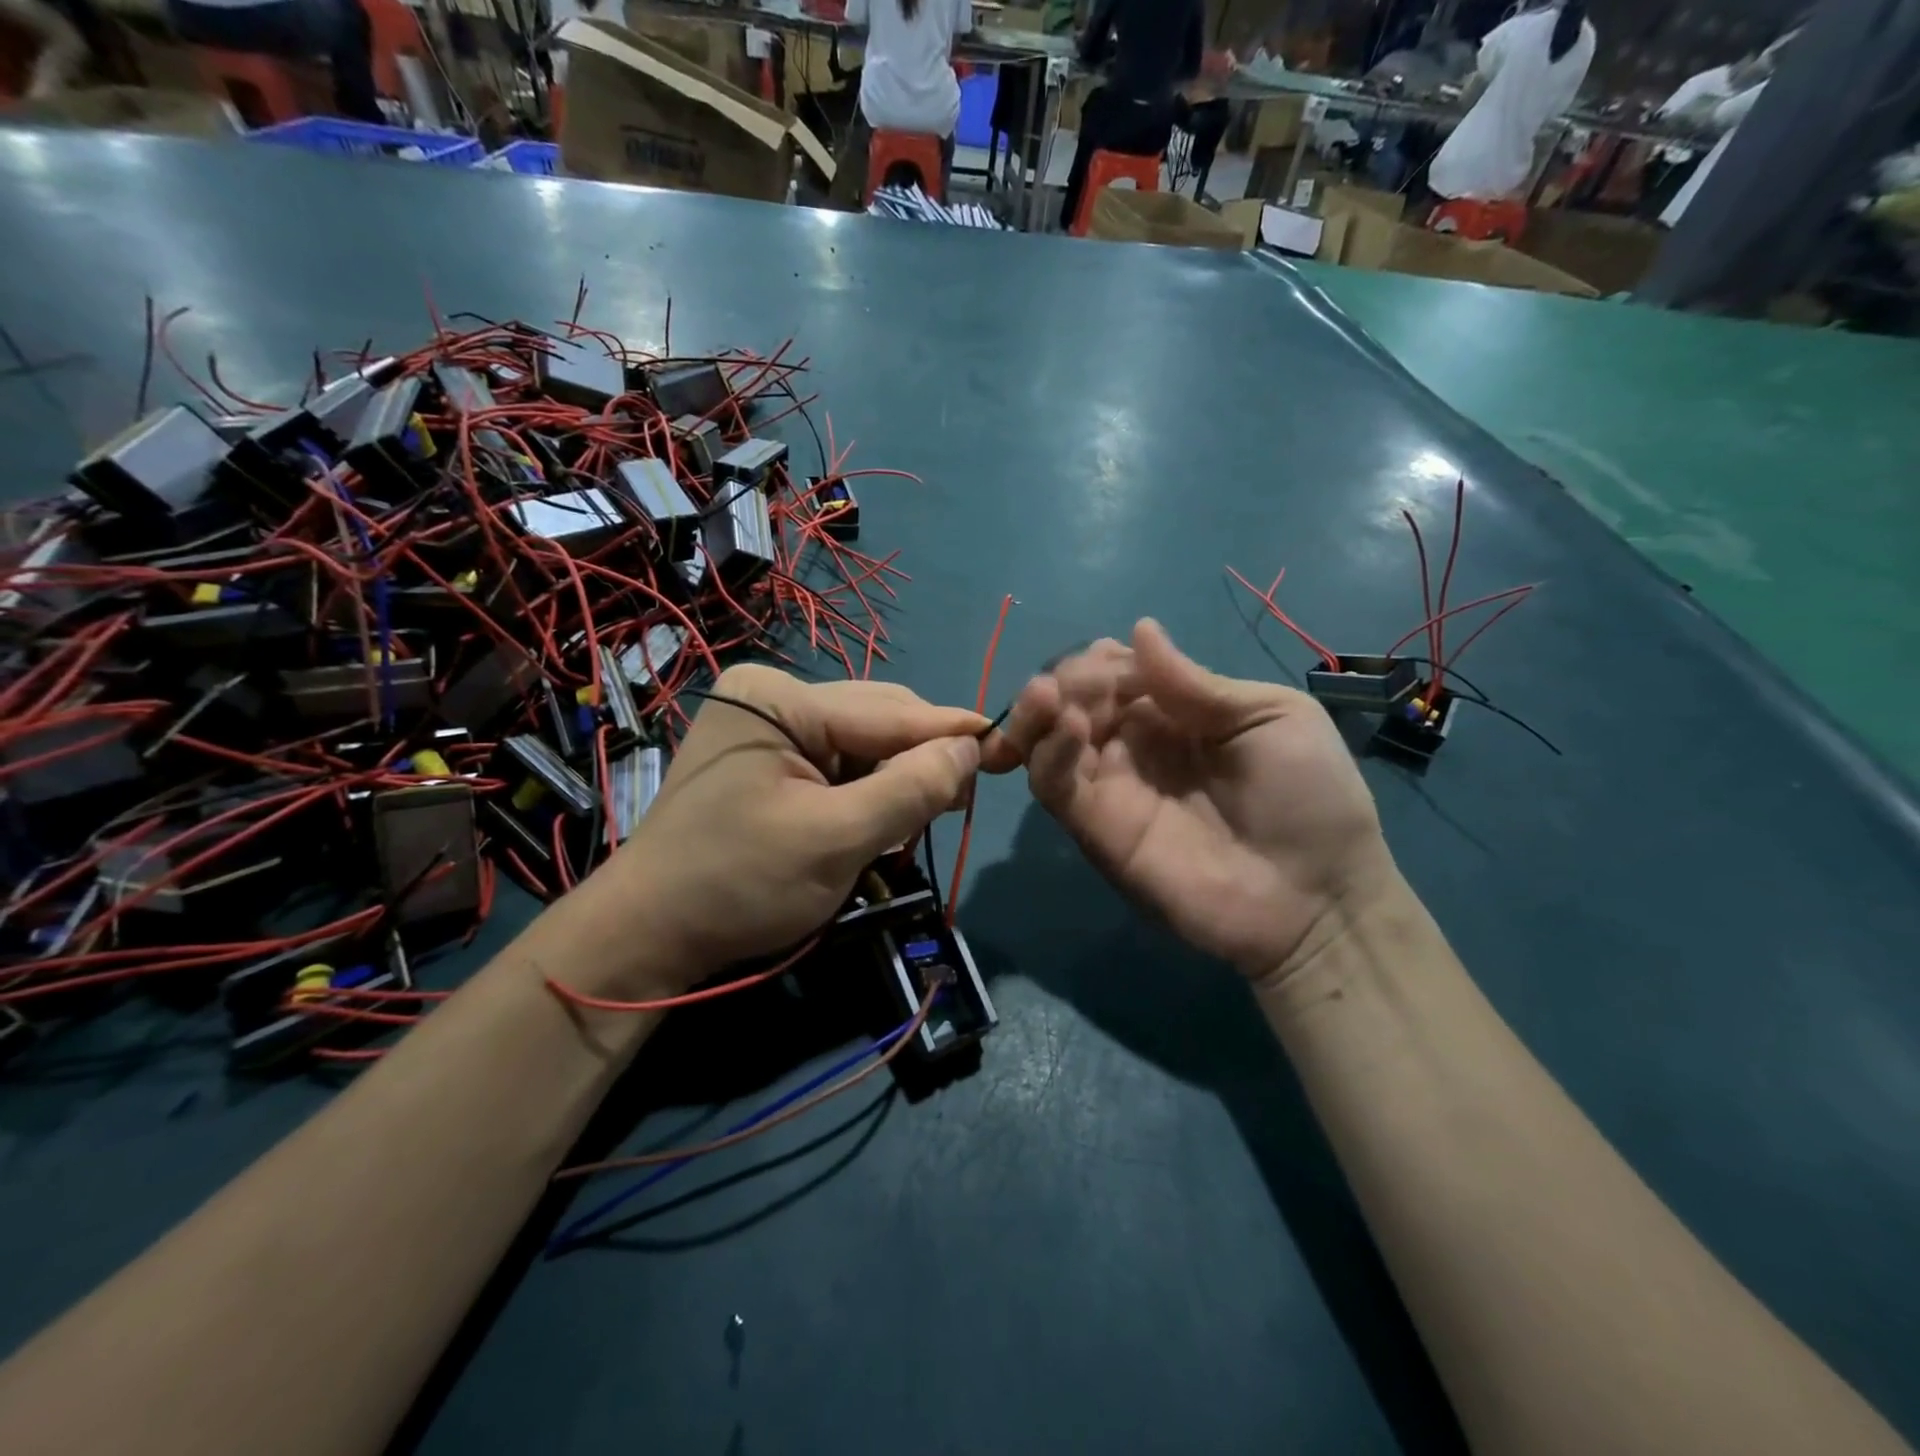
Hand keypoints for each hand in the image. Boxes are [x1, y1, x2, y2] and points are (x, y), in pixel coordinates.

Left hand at [598, 665, 985, 987]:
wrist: (647, 935)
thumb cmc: (738, 885)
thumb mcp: (836, 840)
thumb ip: (910, 790)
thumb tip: (971, 747)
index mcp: (779, 700)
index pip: (888, 712)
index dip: (951, 732)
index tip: (1008, 746)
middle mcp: (771, 697)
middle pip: (875, 720)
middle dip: (920, 758)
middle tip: (961, 797)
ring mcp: (764, 726)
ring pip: (860, 743)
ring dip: (894, 777)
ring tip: (922, 814)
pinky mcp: (764, 756)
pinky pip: (835, 762)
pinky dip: (865, 790)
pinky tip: (879, 816)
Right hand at [992, 620, 1394, 983]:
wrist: (1315, 897)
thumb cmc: (1309, 799)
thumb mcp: (1271, 717)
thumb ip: (1196, 683)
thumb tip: (1139, 629)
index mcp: (1174, 713)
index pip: (1114, 672)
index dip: (1101, 660)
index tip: (1108, 657)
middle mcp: (1133, 745)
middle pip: (1072, 701)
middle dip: (1065, 680)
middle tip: (1074, 683)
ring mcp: (1110, 787)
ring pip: (1047, 740)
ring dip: (1038, 710)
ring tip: (1047, 696)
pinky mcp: (1095, 827)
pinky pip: (1054, 785)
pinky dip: (1048, 752)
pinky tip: (1068, 728)